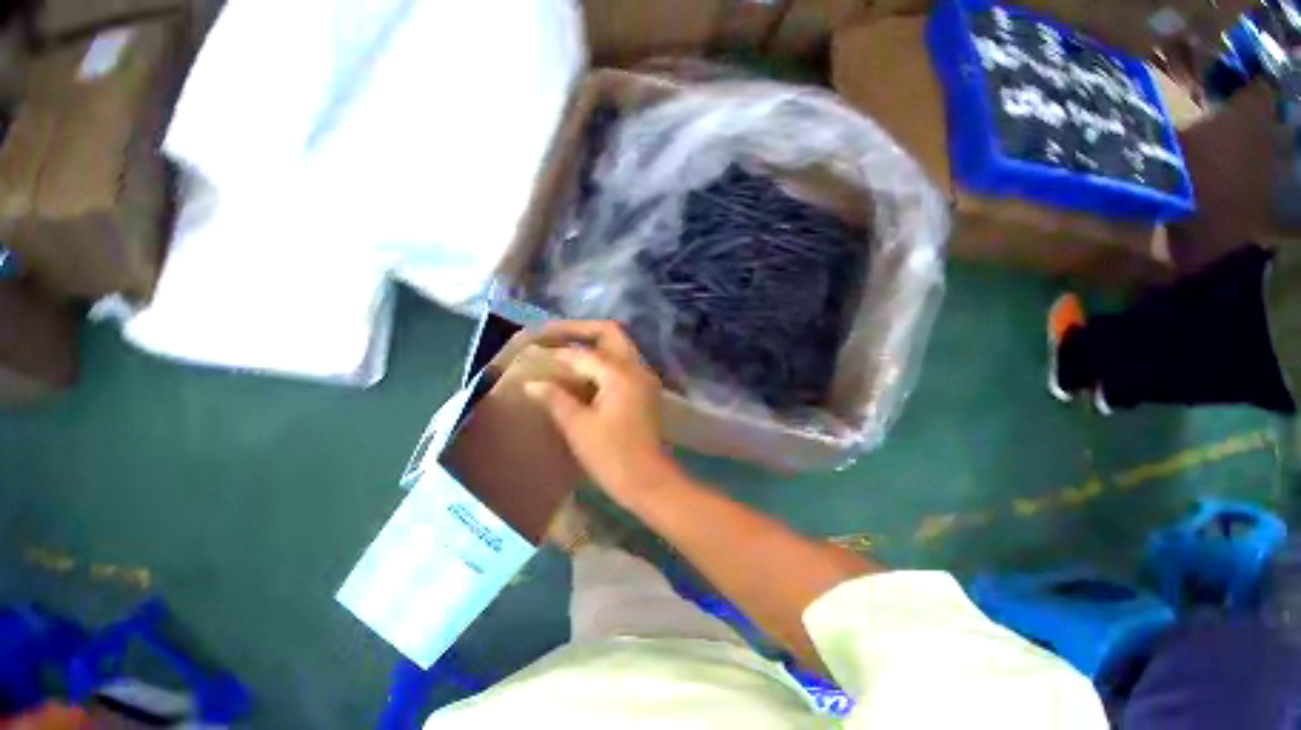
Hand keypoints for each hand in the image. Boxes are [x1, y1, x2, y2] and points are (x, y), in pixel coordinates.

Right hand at [525, 320, 680, 507]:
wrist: (649, 484)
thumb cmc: (612, 456)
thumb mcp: (577, 427)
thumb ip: (555, 399)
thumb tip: (532, 383)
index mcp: (619, 372)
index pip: (581, 352)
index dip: (555, 352)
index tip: (532, 353)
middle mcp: (636, 368)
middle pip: (609, 334)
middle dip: (579, 331)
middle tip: (551, 336)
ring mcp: (644, 381)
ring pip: (617, 348)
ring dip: (592, 345)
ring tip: (561, 354)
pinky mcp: (644, 395)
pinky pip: (621, 366)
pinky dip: (601, 363)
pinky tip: (580, 378)